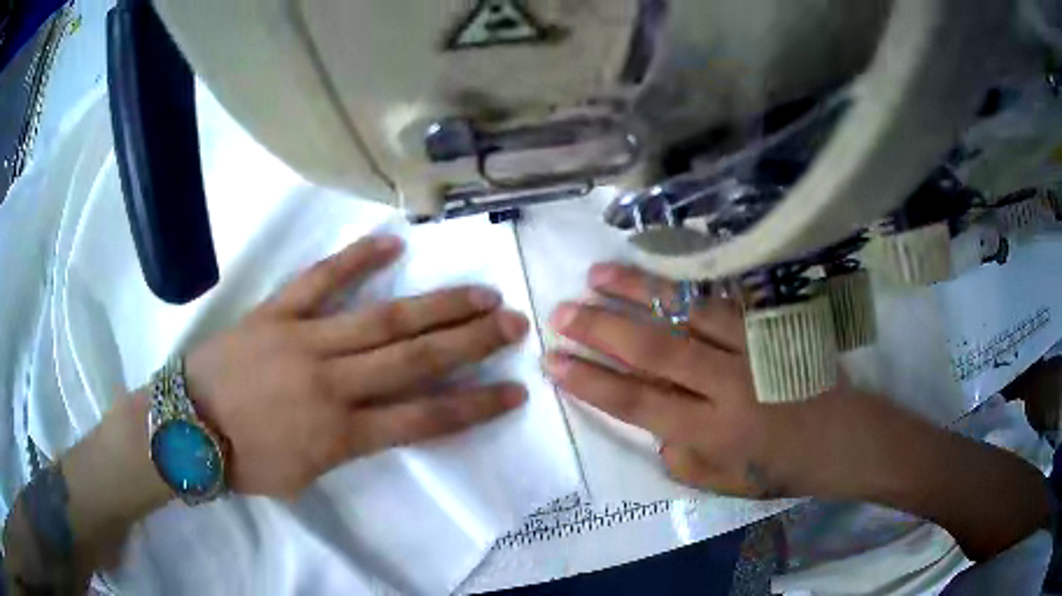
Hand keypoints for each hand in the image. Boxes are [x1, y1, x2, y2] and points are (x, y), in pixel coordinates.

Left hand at [184, 236, 529, 498]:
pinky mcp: (275, 313)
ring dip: (435, 305)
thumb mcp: (305, 476)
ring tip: (478, 291)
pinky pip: (319, 281)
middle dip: (471, 342)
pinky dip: (356, 260)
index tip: (515, 390)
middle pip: (415, 359)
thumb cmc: (245, 463)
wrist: (185, 428)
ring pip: (381, 319)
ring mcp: (303, 340)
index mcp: (341, 434)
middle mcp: (332, 383)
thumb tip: (377, 418)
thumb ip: (347, 446)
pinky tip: (392, 243)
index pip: (425, 418)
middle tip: (514, 323)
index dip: (475, 406)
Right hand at [543, 263, 900, 499]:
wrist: (847, 438)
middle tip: (561, 312)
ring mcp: (754, 346)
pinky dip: (688, 280)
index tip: (555, 362)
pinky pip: (726, 294)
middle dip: (601, 329)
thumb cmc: (785, 467)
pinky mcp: (773, 323)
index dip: (592, 382)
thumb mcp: (726, 484)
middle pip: (656, 350)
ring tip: (597, 274)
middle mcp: (731, 385)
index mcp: (716, 432)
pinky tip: (661, 266)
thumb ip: (682, 456)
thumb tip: (654, 422)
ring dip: (638, 291)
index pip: (639, 404)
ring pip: (688, 311)